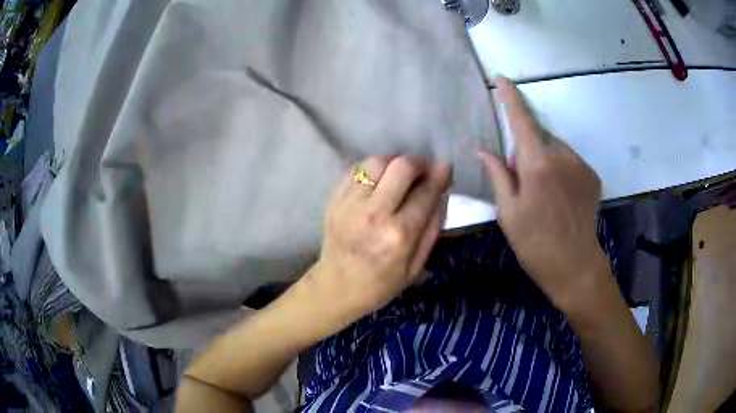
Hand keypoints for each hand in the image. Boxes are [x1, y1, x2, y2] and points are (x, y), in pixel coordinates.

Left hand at [309, 156, 450, 325]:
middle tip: (424, 170)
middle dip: (419, 162)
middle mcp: (374, 213)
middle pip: (401, 166)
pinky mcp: (334, 199)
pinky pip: (356, 169)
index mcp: (399, 234)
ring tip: (401, 173)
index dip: (440, 175)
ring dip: (395, 161)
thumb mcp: (417, 265)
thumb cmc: (381, 282)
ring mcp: (350, 204)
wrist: (337, 287)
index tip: (445, 169)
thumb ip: (433, 226)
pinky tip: (379, 179)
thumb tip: (442, 192)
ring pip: (377, 161)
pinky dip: (372, 168)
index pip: (426, 191)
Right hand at [478, 78, 607, 309]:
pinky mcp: (592, 175)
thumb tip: (484, 150)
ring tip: (543, 193)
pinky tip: (560, 196)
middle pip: (538, 136)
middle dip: (526, 149)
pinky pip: (569, 160)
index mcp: (537, 164)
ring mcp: (581, 165)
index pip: (521, 120)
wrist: (575, 266)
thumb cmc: (535, 243)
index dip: (510, 96)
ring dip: (544, 159)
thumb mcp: (508, 213)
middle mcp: (562, 156)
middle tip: (522, 182)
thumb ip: (497, 175)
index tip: (502, 78)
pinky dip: (560, 168)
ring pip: (555, 148)